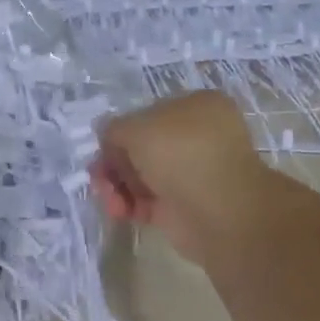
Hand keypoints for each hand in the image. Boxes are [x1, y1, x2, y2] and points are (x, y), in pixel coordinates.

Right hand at [91, 91, 281, 266]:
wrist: (220, 212)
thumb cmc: (181, 155)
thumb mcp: (137, 127)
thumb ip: (114, 128)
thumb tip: (105, 133)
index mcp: (196, 107)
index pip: (146, 115)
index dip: (121, 132)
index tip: (104, 149)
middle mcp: (196, 138)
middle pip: (139, 147)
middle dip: (114, 163)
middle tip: (99, 178)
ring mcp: (190, 174)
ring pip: (140, 175)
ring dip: (116, 186)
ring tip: (110, 200)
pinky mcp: (183, 207)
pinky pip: (146, 201)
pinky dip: (129, 206)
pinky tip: (120, 211)